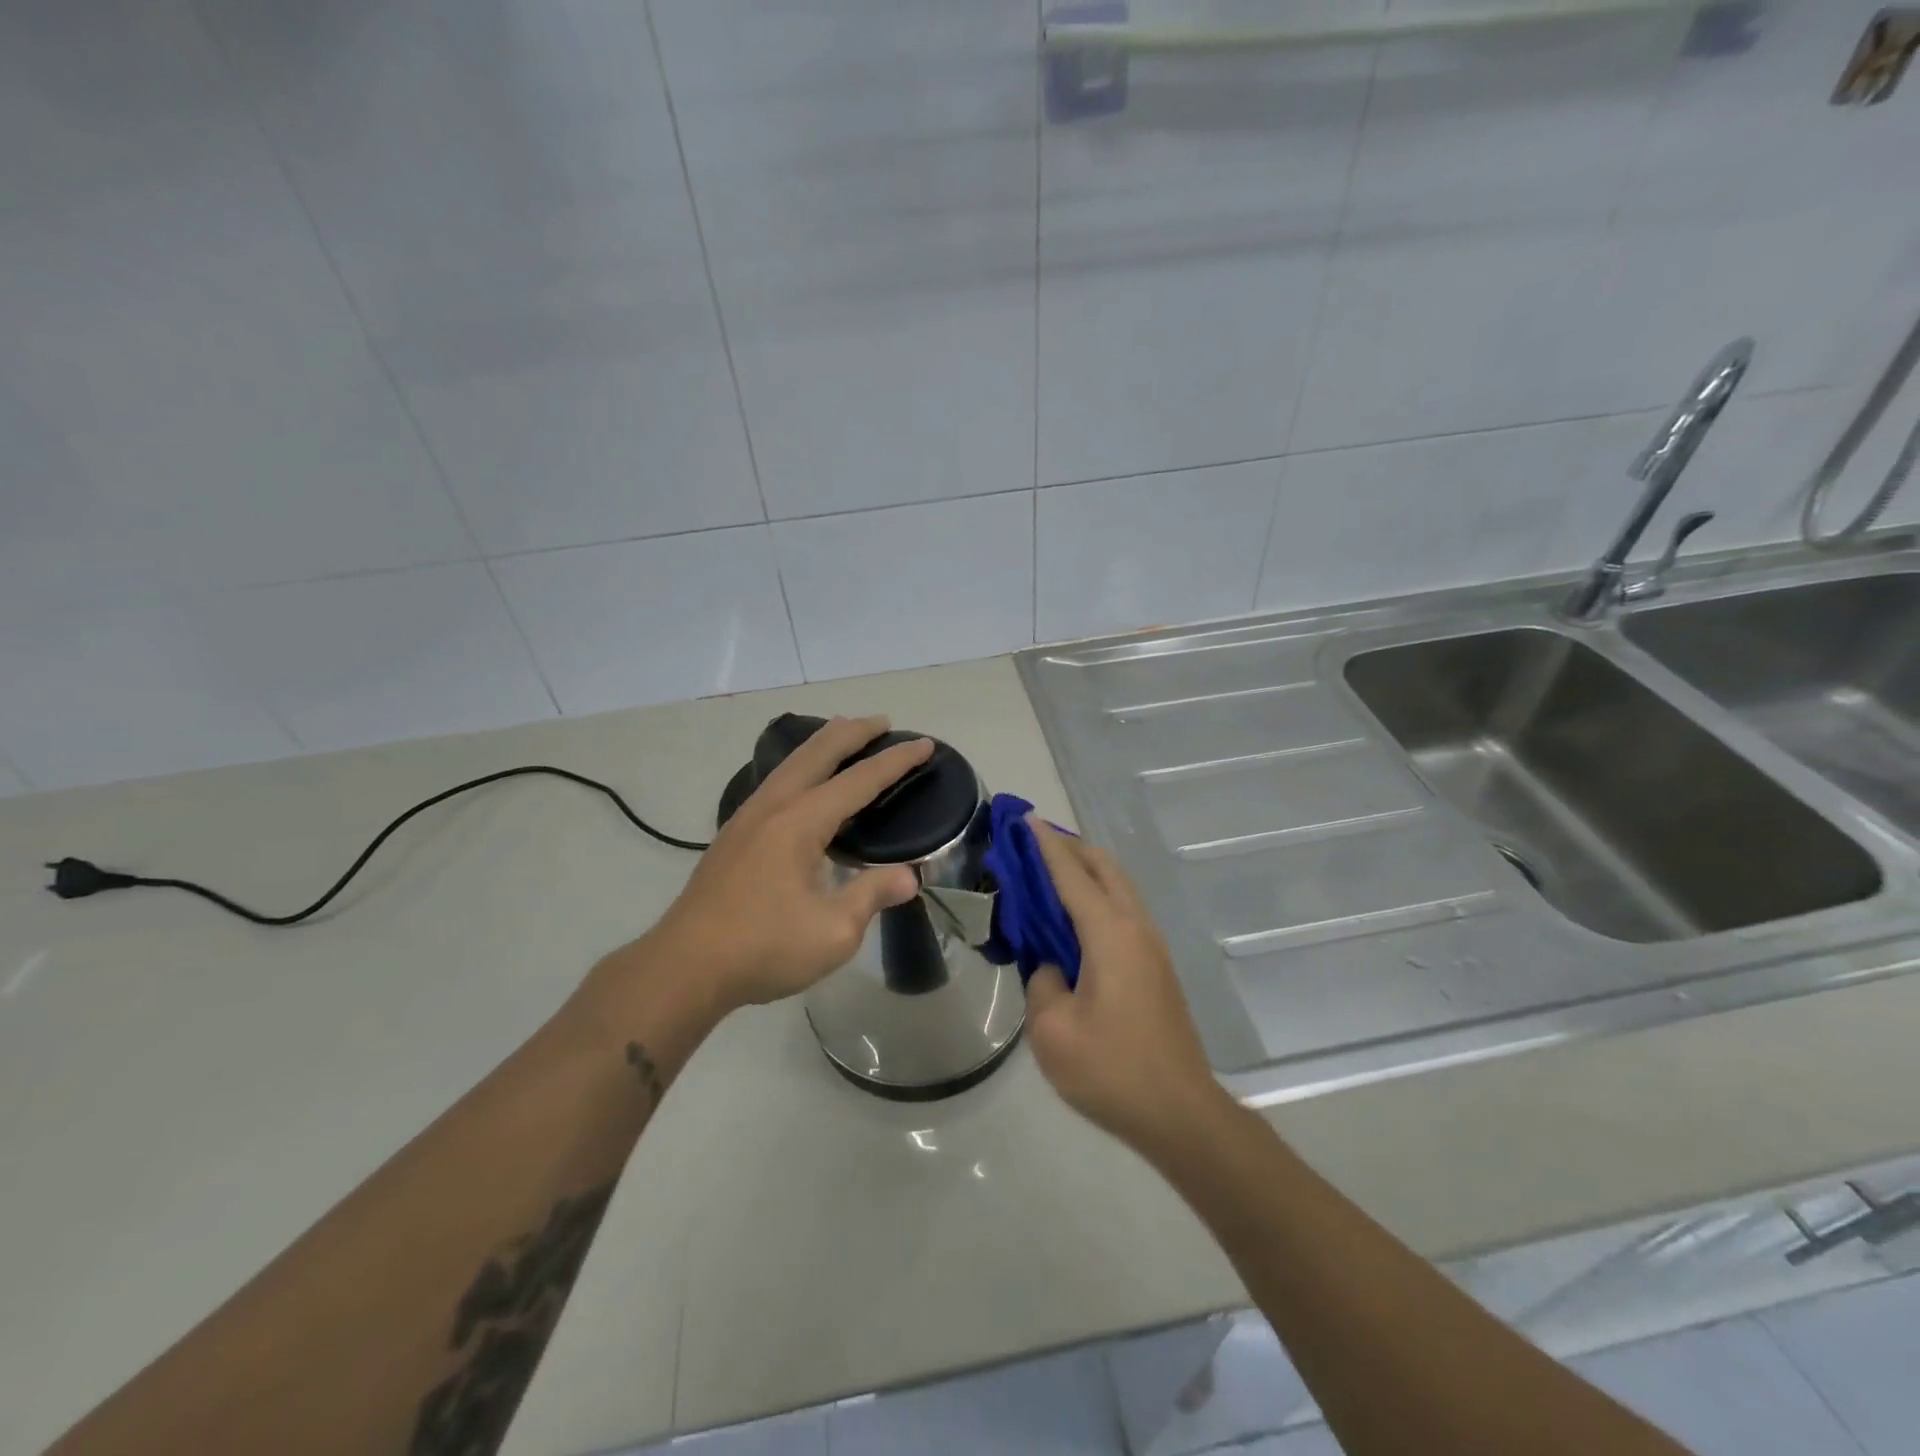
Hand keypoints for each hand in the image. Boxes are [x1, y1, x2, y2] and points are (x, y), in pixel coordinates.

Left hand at [638, 716, 931, 1016]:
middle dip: (853, 732)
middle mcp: (774, 807)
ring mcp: (747, 818)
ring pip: (791, 764)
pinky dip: (801, 766)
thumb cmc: (763, 948)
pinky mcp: (734, 835)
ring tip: (844, 735)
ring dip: (823, 744)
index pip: (859, 781)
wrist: (685, 967)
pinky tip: (803, 784)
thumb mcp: (834, 931)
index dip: (895, 761)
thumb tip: (910, 876)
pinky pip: (776, 781)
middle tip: (883, 722)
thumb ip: (872, 895)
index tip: (924, 744)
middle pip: (818, 753)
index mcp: (801, 822)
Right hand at [1024, 819, 1226, 1155]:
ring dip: (1088, 870)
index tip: (1024, 818)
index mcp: (1109, 934)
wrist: (1180, 1112)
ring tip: (1052, 872)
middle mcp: (1136, 928)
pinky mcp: (1157, 967)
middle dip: (1070, 847)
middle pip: (1105, 867)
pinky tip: (1076, 917)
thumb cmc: (1112, 1070)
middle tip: (1034, 844)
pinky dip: (1099, 895)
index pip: (1071, 873)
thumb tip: (1053, 968)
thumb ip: (1042, 982)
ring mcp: (1152, 946)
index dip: (1045, 845)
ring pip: (1120, 887)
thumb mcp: (1052, 1030)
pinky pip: (1124, 910)